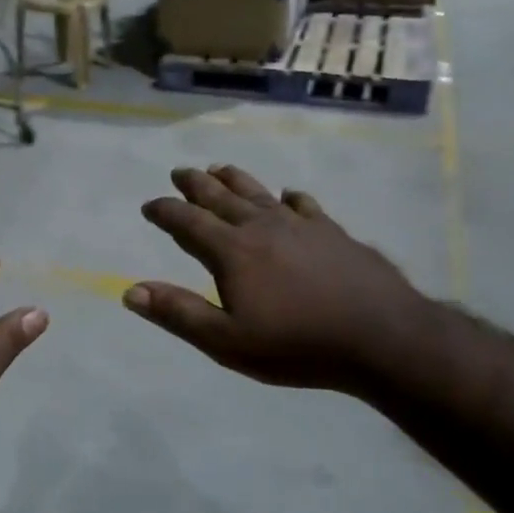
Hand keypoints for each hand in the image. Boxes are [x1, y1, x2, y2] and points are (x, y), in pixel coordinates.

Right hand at [125, 165, 433, 393]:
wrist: (383, 337)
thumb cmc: (297, 345)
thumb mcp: (227, 341)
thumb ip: (178, 313)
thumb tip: (130, 291)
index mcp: (232, 251)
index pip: (188, 222)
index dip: (165, 212)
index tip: (149, 205)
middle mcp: (262, 227)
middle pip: (221, 197)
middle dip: (196, 184)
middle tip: (180, 172)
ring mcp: (302, 226)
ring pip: (259, 193)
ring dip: (235, 179)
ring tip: (220, 167)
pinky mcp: (334, 233)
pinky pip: (305, 206)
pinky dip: (291, 198)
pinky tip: (290, 195)